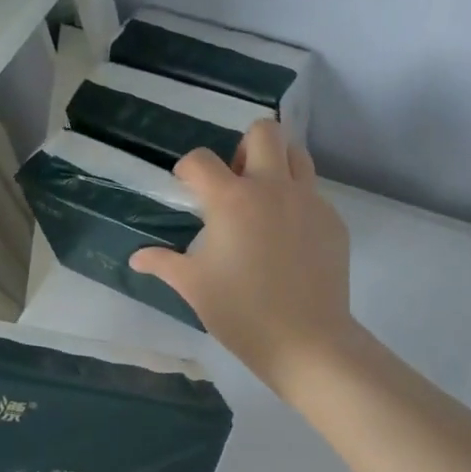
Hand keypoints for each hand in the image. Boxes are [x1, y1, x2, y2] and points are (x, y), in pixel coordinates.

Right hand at [130, 120, 359, 398]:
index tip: (188, 188)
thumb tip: (137, 258)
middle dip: (244, 146)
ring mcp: (309, 202)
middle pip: (264, 131)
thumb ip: (164, 264)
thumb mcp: (195, 287)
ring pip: (297, 155)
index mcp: (232, 200)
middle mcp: (273, 188)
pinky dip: (298, 203)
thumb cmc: (241, 314)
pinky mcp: (333, 222)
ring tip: (265, 200)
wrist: (305, 340)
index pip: (201, 159)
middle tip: (236, 182)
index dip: (188, 170)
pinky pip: (314, 195)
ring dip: (278, 165)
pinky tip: (290, 239)